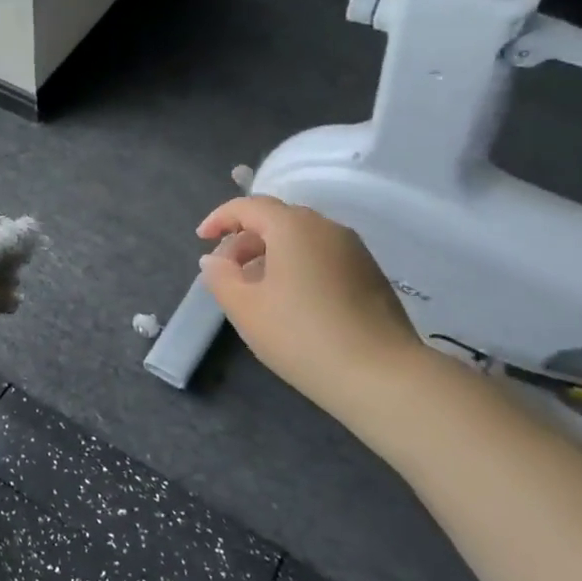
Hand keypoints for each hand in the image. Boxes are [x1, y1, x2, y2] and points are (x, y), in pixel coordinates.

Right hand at [196, 196, 422, 408]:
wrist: (380, 374)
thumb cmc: (301, 335)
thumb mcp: (246, 308)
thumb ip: (221, 277)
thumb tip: (214, 260)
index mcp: (293, 226)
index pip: (249, 206)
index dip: (220, 219)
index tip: (201, 240)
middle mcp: (327, 227)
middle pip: (278, 220)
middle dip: (246, 239)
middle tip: (226, 271)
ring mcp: (354, 250)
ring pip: (302, 239)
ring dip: (272, 254)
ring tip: (256, 290)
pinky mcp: (371, 274)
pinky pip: (323, 257)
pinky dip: (298, 267)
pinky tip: (292, 302)